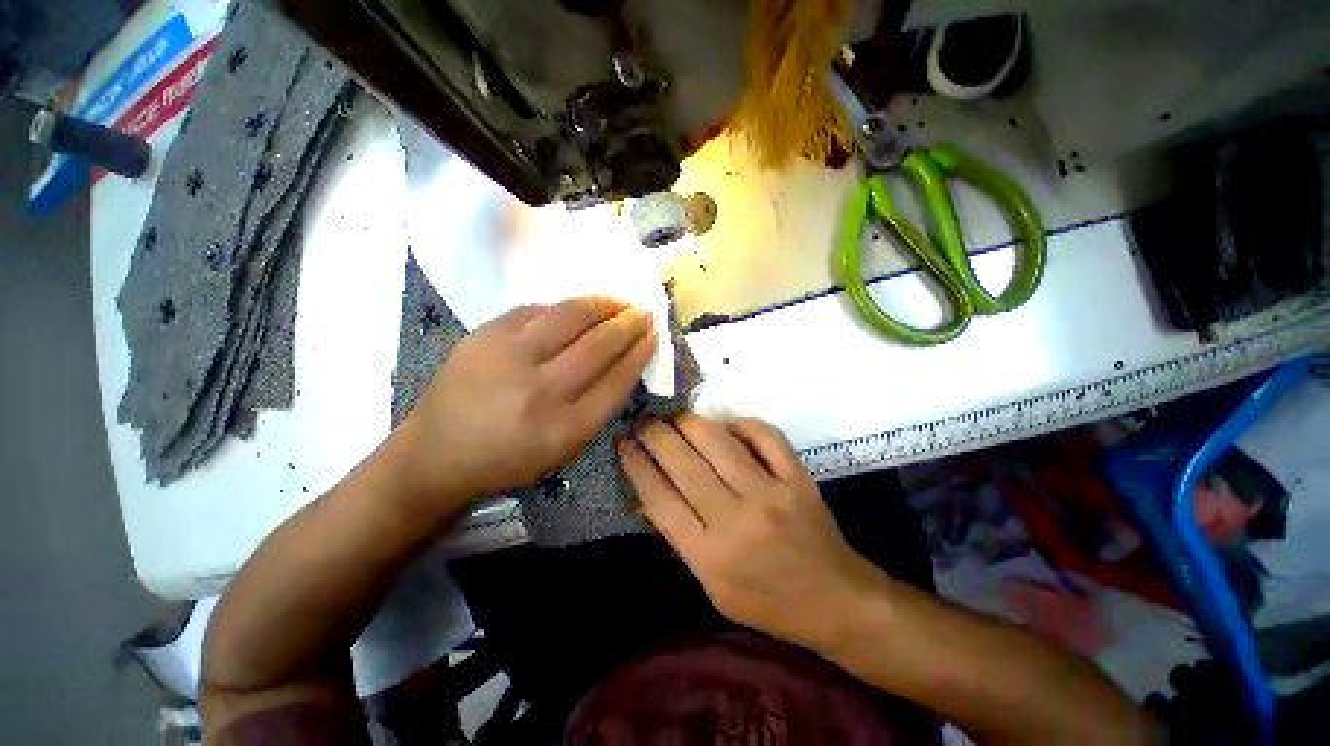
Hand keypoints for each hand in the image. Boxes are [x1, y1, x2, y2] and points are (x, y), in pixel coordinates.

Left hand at [399, 297, 656, 511]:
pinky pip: (536, 310)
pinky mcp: (485, 335)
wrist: (438, 452)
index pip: (617, 380)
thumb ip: (599, 406)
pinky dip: (564, 307)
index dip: (640, 353)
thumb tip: (625, 360)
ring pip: (570, 317)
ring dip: (602, 304)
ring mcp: (509, 357)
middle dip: (629, 324)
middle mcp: (541, 391)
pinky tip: (578, 308)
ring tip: (618, 301)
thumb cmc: (510, 457)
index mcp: (565, 428)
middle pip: (599, 345)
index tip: (653, 336)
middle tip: (643, 313)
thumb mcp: (565, 448)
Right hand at [620, 415, 884, 650]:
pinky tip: (726, 424)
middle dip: (655, 434)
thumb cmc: (768, 602)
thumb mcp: (711, 587)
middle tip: (644, 421)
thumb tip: (644, 496)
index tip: (623, 442)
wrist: (836, 601)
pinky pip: (764, 435)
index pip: (659, 497)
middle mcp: (736, 519)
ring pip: (718, 441)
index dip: (636, 464)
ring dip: (690, 422)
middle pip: (683, 463)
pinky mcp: (797, 477)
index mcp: (710, 555)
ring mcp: (770, 493)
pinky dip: (741, 423)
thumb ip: (678, 539)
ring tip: (676, 417)